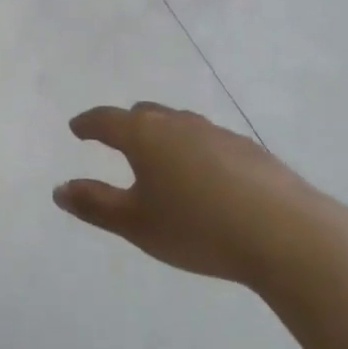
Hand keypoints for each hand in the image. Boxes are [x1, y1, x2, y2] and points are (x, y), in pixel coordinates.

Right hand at [53, 103, 347, 291]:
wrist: (288, 235)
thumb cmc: (199, 228)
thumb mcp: (137, 224)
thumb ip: (94, 204)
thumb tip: (59, 189)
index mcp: (144, 135)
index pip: (106, 119)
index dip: (88, 124)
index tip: (76, 128)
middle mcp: (177, 123)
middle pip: (144, 114)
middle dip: (125, 124)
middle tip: (115, 139)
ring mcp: (216, 133)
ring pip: (179, 124)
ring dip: (162, 135)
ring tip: (160, 158)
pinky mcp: (249, 150)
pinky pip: (208, 141)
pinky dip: (194, 150)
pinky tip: (205, 177)